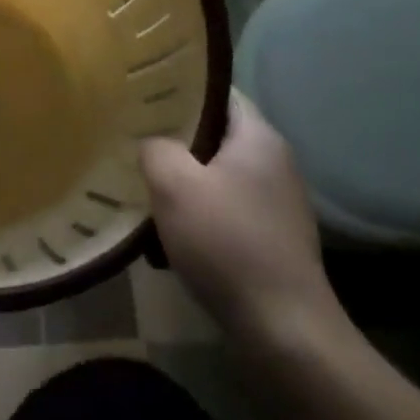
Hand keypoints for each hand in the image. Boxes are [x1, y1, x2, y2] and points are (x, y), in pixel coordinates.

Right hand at [140, 89, 344, 354]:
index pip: (217, 91)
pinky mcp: (274, 238)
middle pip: (217, 133)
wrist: (284, 331)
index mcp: (259, 137)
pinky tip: (172, 230)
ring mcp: (278, 202)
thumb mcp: (174, 185)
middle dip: (176, 137)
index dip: (179, 88)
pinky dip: (201, 212)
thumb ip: (155, 148)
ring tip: (145, 184)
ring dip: (185, 179)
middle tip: (135, 137)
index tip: (143, 93)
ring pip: (219, 173)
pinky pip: (228, 208)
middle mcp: (275, 161)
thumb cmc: (227, 243)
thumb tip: (153, 144)